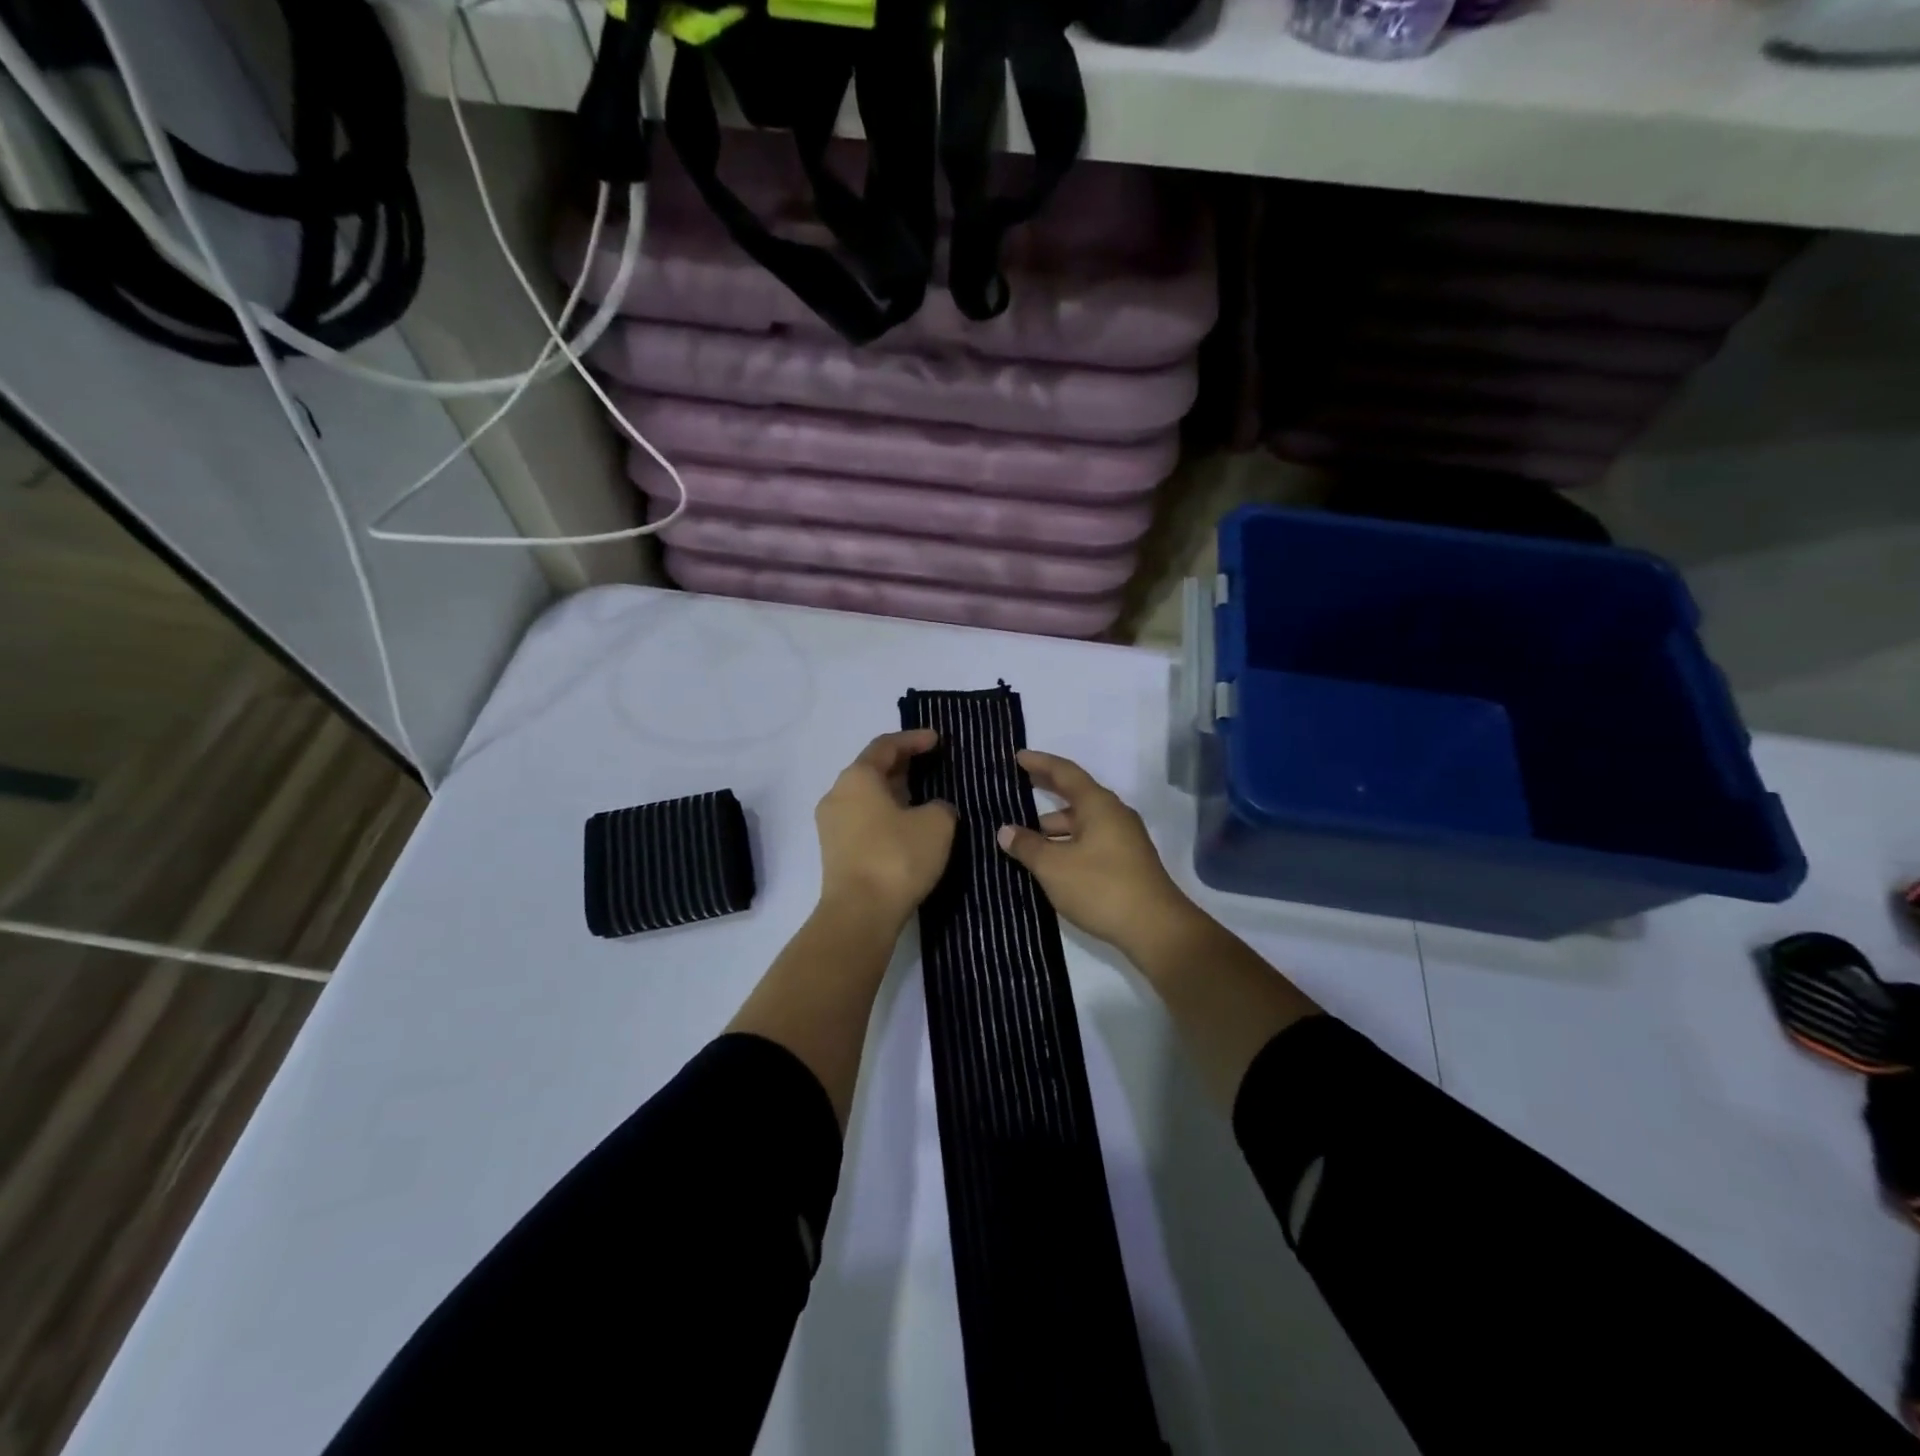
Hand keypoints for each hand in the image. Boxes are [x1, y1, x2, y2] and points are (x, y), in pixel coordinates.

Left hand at [816, 729, 956, 929]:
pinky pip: (863, 820)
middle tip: (931, 764)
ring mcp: (832, 825)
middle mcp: (837, 794)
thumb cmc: (897, 857)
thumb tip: (932, 810)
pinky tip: (907, 826)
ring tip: (922, 796)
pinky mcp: (835, 852)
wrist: (860, 914)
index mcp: (858, 777)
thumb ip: (940, 806)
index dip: (913, 739)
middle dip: (902, 765)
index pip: (886, 746)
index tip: (937, 740)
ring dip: (893, 792)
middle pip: (872, 769)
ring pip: (866, 797)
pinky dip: (885, 815)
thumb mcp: (937, 824)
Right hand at [995, 750, 1199, 956]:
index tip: (1018, 757)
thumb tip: (1005, 831)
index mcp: (1099, 805)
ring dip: (1054, 826)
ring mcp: (1123, 839)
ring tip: (1025, 837)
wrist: (1156, 928)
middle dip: (1046, 791)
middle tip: (1018, 787)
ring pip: (1082, 823)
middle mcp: (1114, 815)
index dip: (1041, 763)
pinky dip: (1067, 843)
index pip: (1065, 773)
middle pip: (1075, 795)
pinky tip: (1050, 861)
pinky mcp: (1126, 862)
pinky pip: (1090, 841)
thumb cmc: (1101, 888)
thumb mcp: (1054, 867)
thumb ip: (1027, 846)